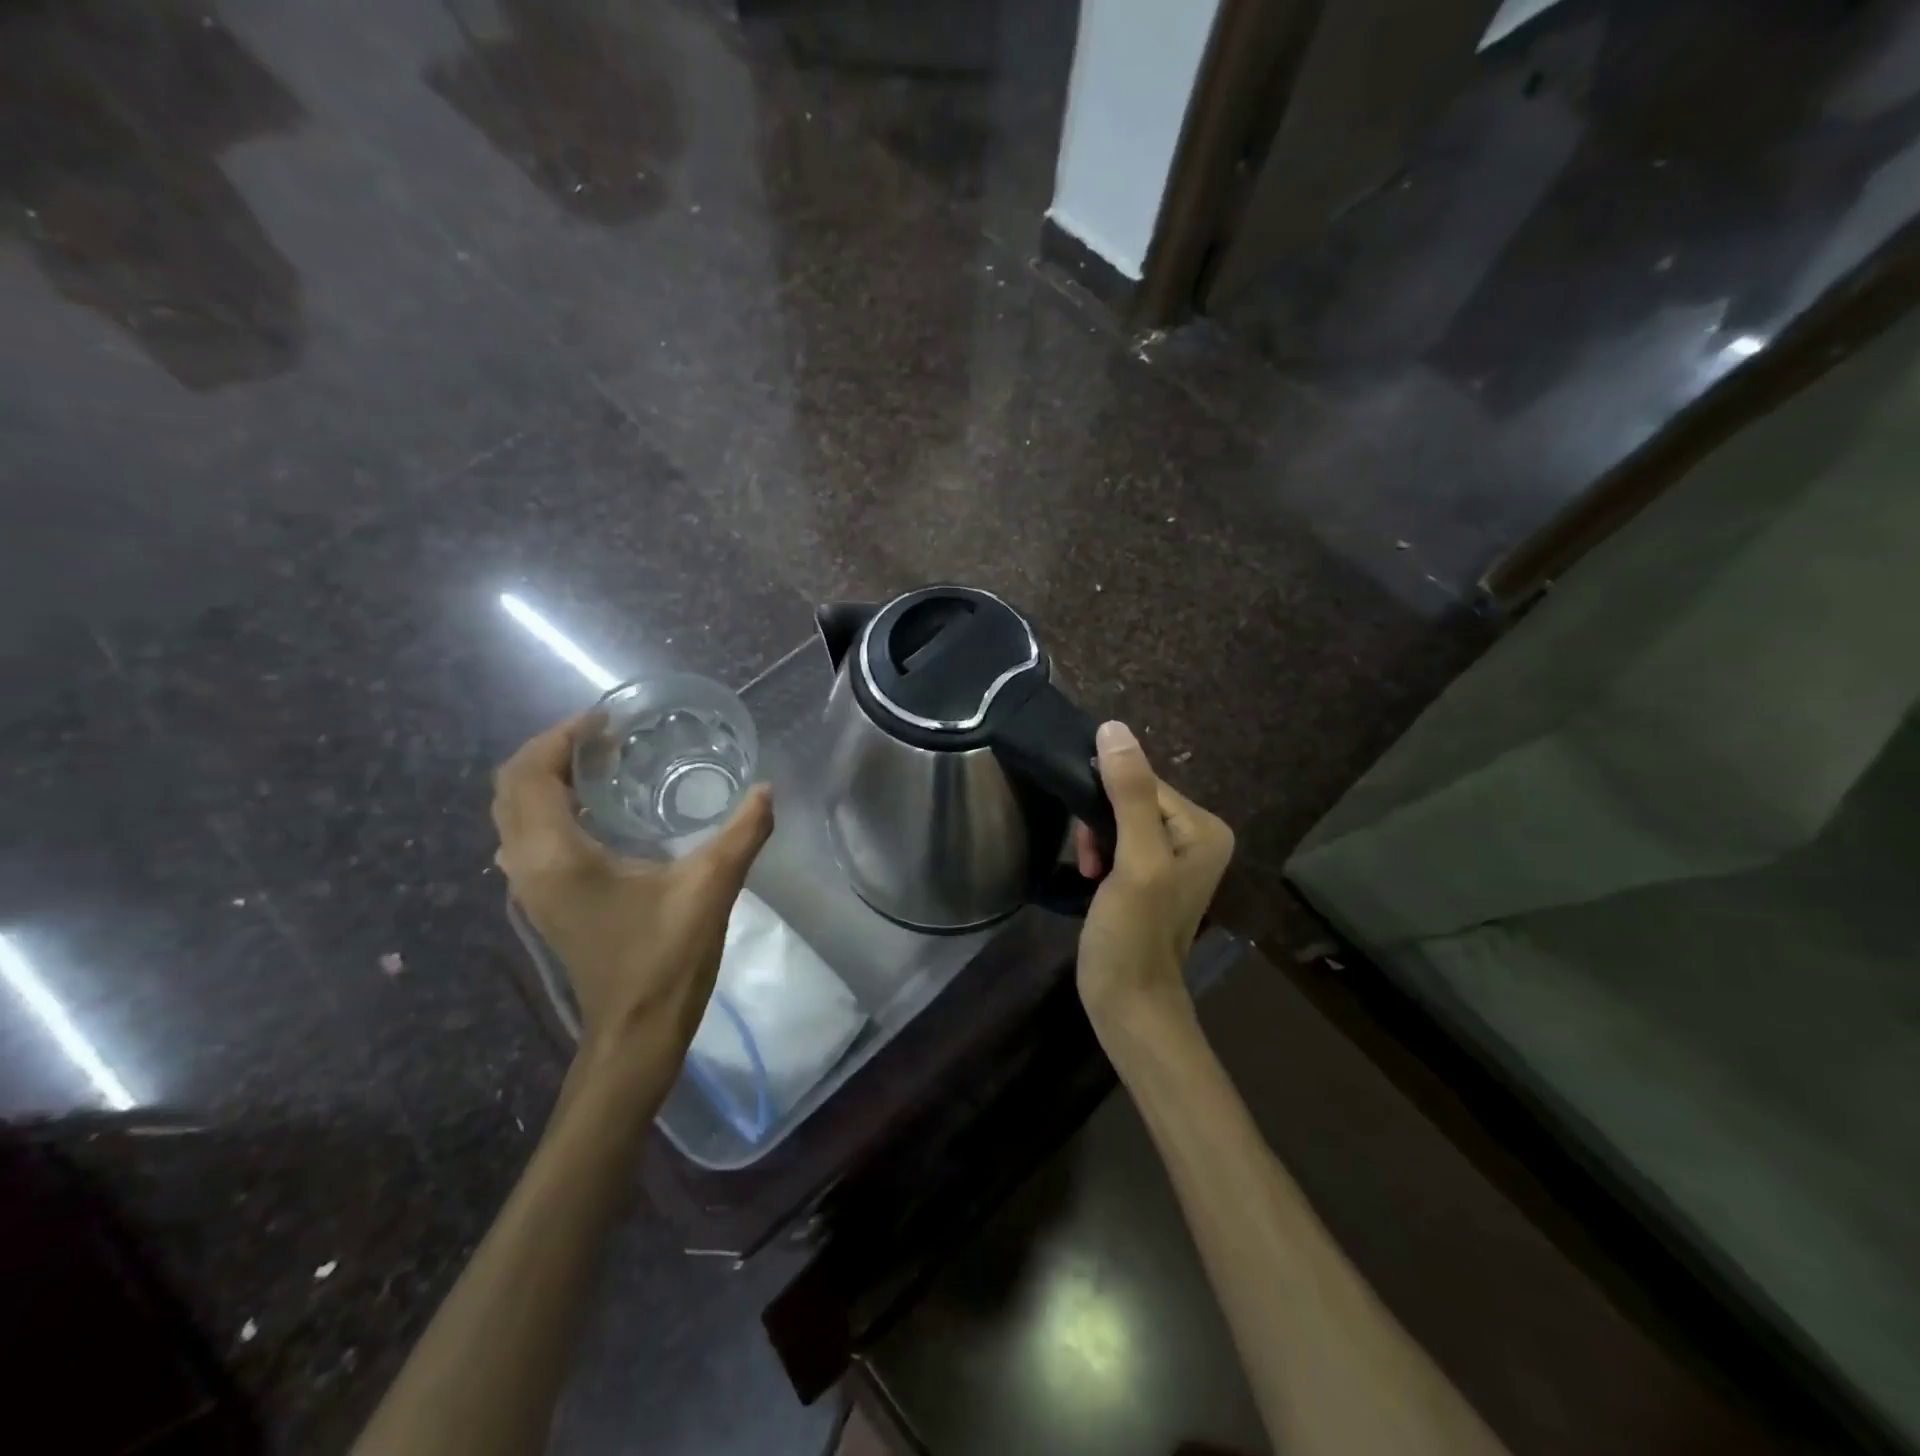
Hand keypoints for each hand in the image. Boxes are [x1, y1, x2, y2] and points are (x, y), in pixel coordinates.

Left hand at [491, 716, 772, 1074]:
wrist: (637, 1031)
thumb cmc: (666, 957)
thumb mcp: (712, 887)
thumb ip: (743, 832)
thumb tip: (767, 788)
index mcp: (557, 855)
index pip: (531, 773)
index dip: (562, 736)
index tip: (607, 720)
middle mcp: (528, 865)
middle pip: (510, 787)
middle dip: (551, 751)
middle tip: (606, 738)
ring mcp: (529, 888)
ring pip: (513, 814)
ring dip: (546, 779)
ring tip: (601, 765)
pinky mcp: (543, 902)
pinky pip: (526, 837)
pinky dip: (548, 808)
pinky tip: (598, 812)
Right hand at [1071, 721, 1233, 1025]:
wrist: (1128, 1002)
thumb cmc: (1134, 933)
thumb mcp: (1135, 860)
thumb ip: (1129, 794)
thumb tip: (1113, 727)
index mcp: (1204, 828)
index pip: (1145, 782)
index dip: (1107, 798)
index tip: (1088, 832)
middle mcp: (1196, 836)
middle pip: (1131, 798)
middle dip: (1100, 822)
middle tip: (1088, 858)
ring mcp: (1172, 858)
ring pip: (1118, 818)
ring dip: (1096, 838)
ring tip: (1088, 871)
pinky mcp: (1149, 875)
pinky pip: (1118, 840)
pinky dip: (1099, 853)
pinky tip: (1091, 877)